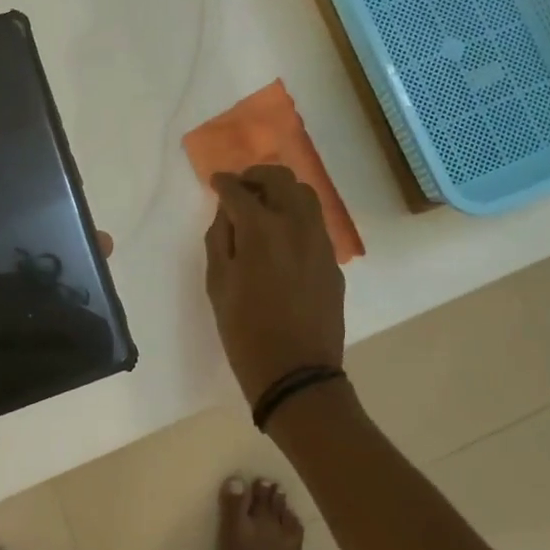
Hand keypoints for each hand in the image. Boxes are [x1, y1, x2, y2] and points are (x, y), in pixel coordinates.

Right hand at [204, 164, 346, 405]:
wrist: (297, 372)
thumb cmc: (246, 332)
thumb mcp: (218, 285)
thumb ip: (220, 240)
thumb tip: (228, 214)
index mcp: (261, 228)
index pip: (239, 190)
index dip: (224, 183)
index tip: (216, 183)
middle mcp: (296, 224)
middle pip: (279, 179)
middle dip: (256, 176)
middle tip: (241, 188)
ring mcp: (320, 241)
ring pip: (305, 195)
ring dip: (282, 191)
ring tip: (265, 206)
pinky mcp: (332, 260)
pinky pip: (315, 223)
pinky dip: (297, 217)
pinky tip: (284, 236)